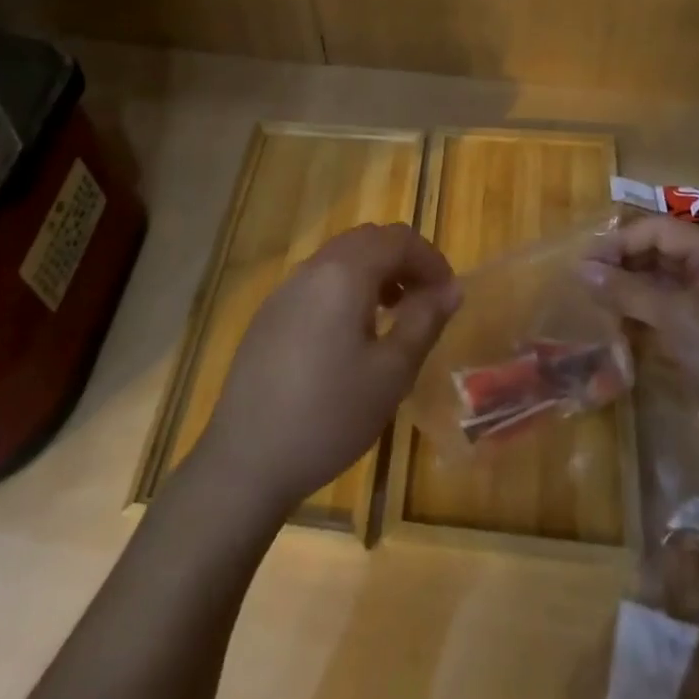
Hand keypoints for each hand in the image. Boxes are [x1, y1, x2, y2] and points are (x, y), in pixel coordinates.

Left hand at [195, 223, 460, 518]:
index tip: (449, 294)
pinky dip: (347, 288)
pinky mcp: (270, 314)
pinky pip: (318, 281)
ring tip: (394, 315)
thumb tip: (452, 288)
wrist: (246, 460)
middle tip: (425, 301)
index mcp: (344, 273)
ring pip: (340, 258)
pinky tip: (352, 335)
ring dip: (375, 273)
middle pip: (368, 240)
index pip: (398, 239)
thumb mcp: (392, 373)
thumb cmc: (330, 415)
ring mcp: (285, 289)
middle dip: (403, 260)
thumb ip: (425, 321)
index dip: (431, 259)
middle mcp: (312, 268)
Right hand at [581, 216, 698, 433]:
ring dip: (626, 294)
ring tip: (591, 305)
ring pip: (659, 288)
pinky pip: (664, 319)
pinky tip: (613, 331)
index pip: (659, 230)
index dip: (620, 241)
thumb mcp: (676, 316)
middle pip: (659, 255)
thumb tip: (582, 269)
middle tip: (581, 283)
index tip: (583, 262)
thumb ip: (627, 289)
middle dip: (621, 265)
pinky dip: (638, 320)